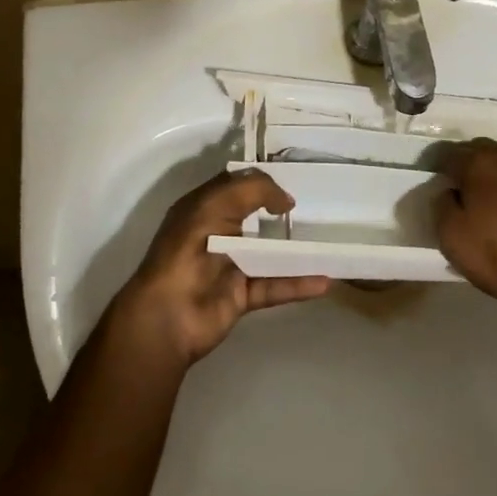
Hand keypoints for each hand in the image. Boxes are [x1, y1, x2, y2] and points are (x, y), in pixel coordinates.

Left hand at [114, 168, 329, 365]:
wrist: (169, 314)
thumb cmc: (190, 248)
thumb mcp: (218, 203)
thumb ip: (255, 190)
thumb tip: (286, 200)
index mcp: (202, 208)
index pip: (235, 186)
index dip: (260, 181)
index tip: (292, 181)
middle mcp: (215, 234)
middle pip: (253, 218)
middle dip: (280, 213)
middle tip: (315, 209)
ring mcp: (228, 266)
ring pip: (268, 254)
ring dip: (296, 250)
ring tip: (327, 243)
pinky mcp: (240, 295)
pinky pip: (275, 285)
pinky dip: (298, 284)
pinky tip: (324, 281)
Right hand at [435, 140, 496, 307]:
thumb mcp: (453, 240)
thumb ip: (442, 207)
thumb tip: (447, 191)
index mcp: (479, 164)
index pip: (449, 154)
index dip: (440, 168)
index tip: (438, 183)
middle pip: (481, 150)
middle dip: (469, 164)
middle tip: (463, 189)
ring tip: (494, 198)